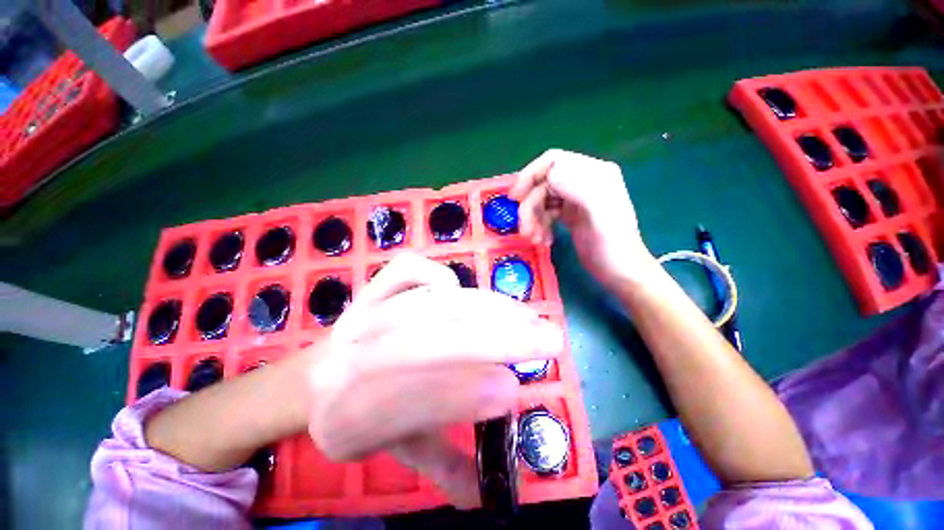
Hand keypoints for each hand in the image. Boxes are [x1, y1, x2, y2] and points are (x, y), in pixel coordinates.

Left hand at [306, 253, 563, 507]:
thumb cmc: (359, 417)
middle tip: (547, 340)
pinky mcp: (371, 288)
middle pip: (430, 341)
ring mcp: (362, 313)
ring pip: (431, 305)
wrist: (312, 376)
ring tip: (528, 316)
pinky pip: (408, 271)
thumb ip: (443, 464)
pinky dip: (440, 275)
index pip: (412, 403)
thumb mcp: (395, 451)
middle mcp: (351, 358)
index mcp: (350, 417)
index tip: (512, 390)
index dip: (464, 394)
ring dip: (488, 308)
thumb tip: (490, 488)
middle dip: (495, 340)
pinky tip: (463, 291)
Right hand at [509, 149, 655, 287]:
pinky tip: (543, 240)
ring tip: (534, 239)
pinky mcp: (570, 214)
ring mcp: (575, 199)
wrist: (620, 272)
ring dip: (532, 219)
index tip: (514, 198)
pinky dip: (539, 225)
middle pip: (543, 184)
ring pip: (541, 200)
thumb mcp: (600, 214)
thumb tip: (550, 173)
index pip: (553, 161)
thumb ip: (579, 188)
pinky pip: (545, 213)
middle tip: (524, 231)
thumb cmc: (613, 245)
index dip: (530, 175)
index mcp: (594, 173)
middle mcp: (583, 181)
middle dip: (530, 207)